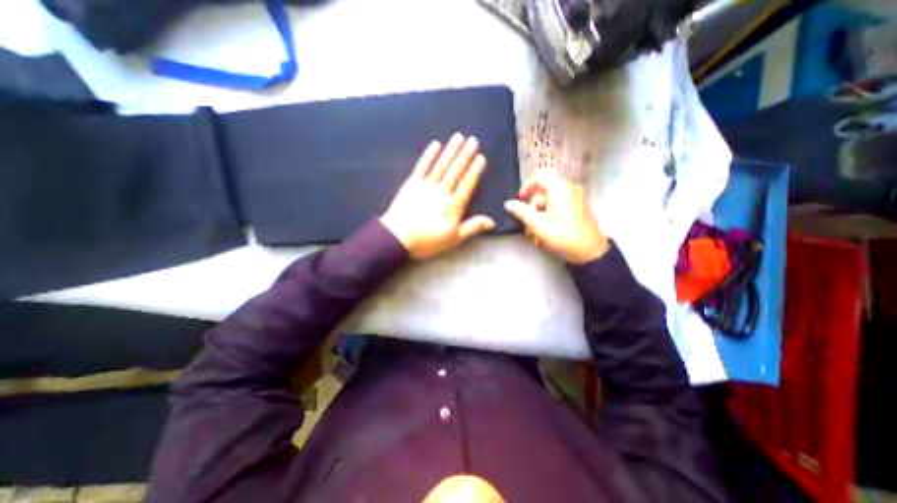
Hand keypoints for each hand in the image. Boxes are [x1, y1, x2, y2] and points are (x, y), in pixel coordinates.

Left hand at [376, 134, 492, 258]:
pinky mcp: (412, 183)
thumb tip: (492, 222)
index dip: (475, 171)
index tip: (481, 157)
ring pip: (441, 165)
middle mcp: (442, 191)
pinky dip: (429, 155)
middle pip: (455, 171)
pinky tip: (435, 144)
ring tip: (459, 137)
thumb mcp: (454, 239)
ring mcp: (426, 185)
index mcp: (453, 205)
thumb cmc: (428, 241)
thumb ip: (472, 228)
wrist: (398, 238)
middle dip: (465, 155)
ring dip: (450, 150)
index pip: (467, 184)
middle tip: (473, 140)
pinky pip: (422, 166)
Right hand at [503, 168, 609, 265]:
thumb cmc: (562, 235)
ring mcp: (576, 198)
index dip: (526, 187)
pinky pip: (559, 206)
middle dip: (533, 208)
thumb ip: (521, 212)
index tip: (520, 200)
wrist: (590, 252)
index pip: (539, 177)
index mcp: (560, 188)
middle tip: (528, 225)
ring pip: (550, 201)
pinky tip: (547, 233)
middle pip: (543, 192)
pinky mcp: (579, 208)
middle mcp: (570, 188)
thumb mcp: (537, 224)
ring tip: (537, 234)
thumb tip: (508, 203)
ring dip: (540, 216)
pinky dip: (550, 217)